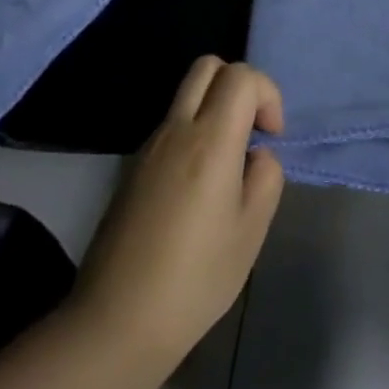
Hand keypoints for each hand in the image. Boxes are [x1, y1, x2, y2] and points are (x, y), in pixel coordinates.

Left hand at [72, 56, 284, 367]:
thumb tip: (256, 155)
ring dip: (215, 108)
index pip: (241, 75)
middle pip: (207, 66)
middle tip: (251, 129)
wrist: (117, 321)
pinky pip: (171, 125)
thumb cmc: (195, 278)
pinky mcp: (132, 167)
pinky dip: (194, 131)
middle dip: (239, 84)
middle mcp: (176, 129)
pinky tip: (198, 187)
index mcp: (211, 140)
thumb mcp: (251, 231)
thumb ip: (266, 177)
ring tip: (228, 163)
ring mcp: (148, 146)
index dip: (267, 94)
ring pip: (186, 94)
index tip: (271, 136)